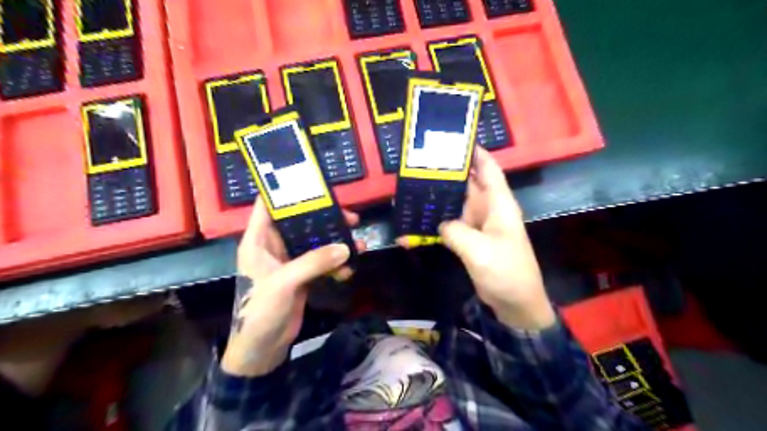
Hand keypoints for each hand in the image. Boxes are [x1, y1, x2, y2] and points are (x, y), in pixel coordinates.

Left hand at [222, 198, 363, 375]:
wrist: (263, 348)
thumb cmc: (261, 311)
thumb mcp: (285, 283)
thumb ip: (314, 262)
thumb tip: (346, 246)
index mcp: (258, 240)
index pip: (268, 205)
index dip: (286, 192)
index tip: (312, 183)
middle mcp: (273, 246)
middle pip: (300, 221)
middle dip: (324, 217)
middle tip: (350, 216)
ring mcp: (289, 260)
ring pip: (314, 241)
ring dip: (335, 241)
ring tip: (358, 240)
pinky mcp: (302, 275)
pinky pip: (321, 261)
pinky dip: (336, 262)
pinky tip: (350, 267)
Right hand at [413, 148, 551, 329]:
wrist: (516, 304)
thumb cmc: (506, 272)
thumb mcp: (480, 251)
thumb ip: (456, 232)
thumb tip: (440, 224)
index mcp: (499, 204)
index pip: (489, 169)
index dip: (475, 152)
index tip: (454, 139)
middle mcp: (488, 210)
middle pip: (467, 184)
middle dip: (447, 174)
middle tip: (420, 164)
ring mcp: (478, 225)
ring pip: (455, 205)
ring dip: (437, 200)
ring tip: (412, 189)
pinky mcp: (470, 240)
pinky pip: (450, 226)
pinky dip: (435, 226)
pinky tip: (415, 226)